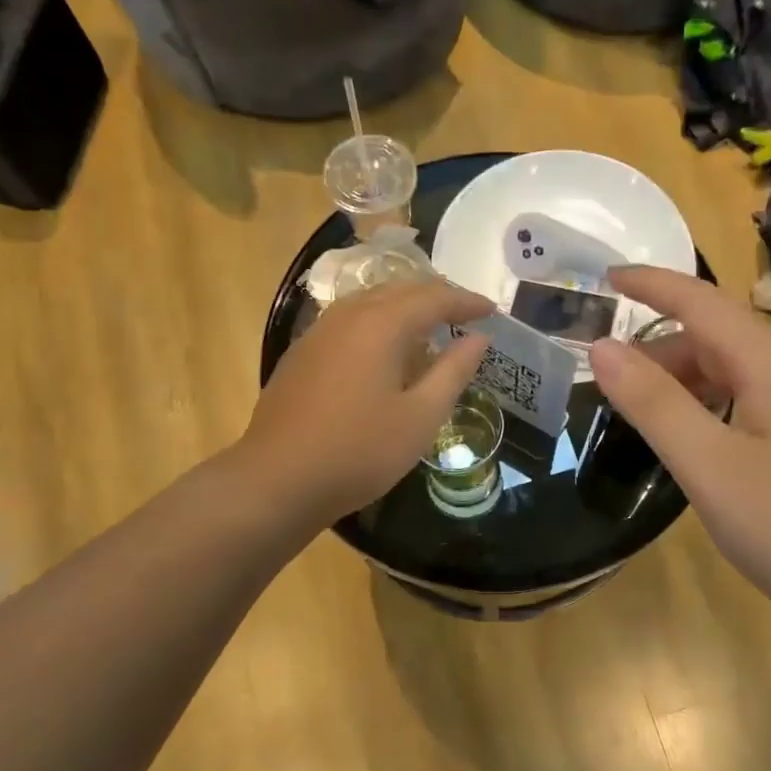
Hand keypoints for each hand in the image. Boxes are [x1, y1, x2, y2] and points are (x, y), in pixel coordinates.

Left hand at [239, 280, 492, 528]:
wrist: (278, 480)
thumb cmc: (359, 451)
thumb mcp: (420, 417)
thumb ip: (453, 372)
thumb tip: (479, 338)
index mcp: (380, 324)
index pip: (433, 298)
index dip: (466, 302)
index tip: (492, 310)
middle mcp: (347, 316)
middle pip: (399, 290)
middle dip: (436, 297)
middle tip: (465, 314)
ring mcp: (318, 333)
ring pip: (370, 302)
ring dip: (405, 307)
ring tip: (429, 328)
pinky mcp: (301, 354)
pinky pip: (349, 322)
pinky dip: (378, 323)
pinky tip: (384, 352)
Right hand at [588, 267, 770, 626]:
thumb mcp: (711, 466)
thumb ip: (654, 404)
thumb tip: (602, 347)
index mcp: (770, 362)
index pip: (699, 300)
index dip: (650, 283)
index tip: (604, 276)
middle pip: (716, 336)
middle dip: (657, 345)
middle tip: (606, 377)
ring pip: (734, 372)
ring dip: (683, 380)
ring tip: (640, 412)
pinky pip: (751, 402)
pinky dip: (709, 406)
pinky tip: (695, 442)